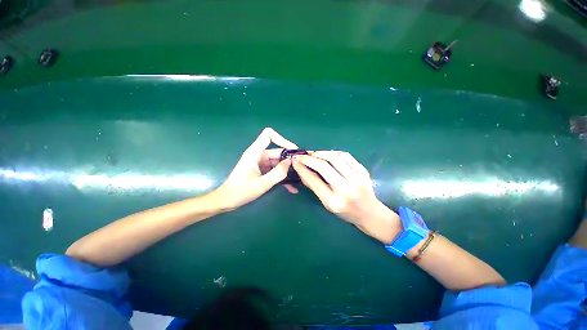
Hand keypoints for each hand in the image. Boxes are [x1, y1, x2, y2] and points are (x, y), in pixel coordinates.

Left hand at [214, 128, 298, 210]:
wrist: (227, 200)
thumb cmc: (241, 191)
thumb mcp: (262, 183)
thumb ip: (278, 173)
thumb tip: (290, 162)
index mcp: (255, 153)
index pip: (268, 135)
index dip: (282, 139)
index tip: (293, 150)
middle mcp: (259, 155)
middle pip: (278, 151)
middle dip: (290, 159)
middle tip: (302, 168)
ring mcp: (260, 163)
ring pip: (278, 162)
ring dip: (288, 170)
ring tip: (299, 179)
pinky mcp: (262, 170)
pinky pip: (275, 170)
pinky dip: (282, 176)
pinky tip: (291, 188)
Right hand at [292, 151, 400, 243]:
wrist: (369, 212)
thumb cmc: (345, 212)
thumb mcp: (326, 204)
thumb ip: (313, 187)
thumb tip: (301, 171)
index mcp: (333, 201)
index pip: (313, 180)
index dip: (302, 168)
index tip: (295, 161)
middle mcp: (345, 189)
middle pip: (323, 166)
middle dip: (309, 158)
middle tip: (302, 155)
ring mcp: (356, 178)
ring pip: (334, 157)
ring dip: (320, 153)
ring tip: (313, 154)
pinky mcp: (363, 171)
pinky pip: (345, 155)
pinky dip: (333, 152)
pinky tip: (327, 154)